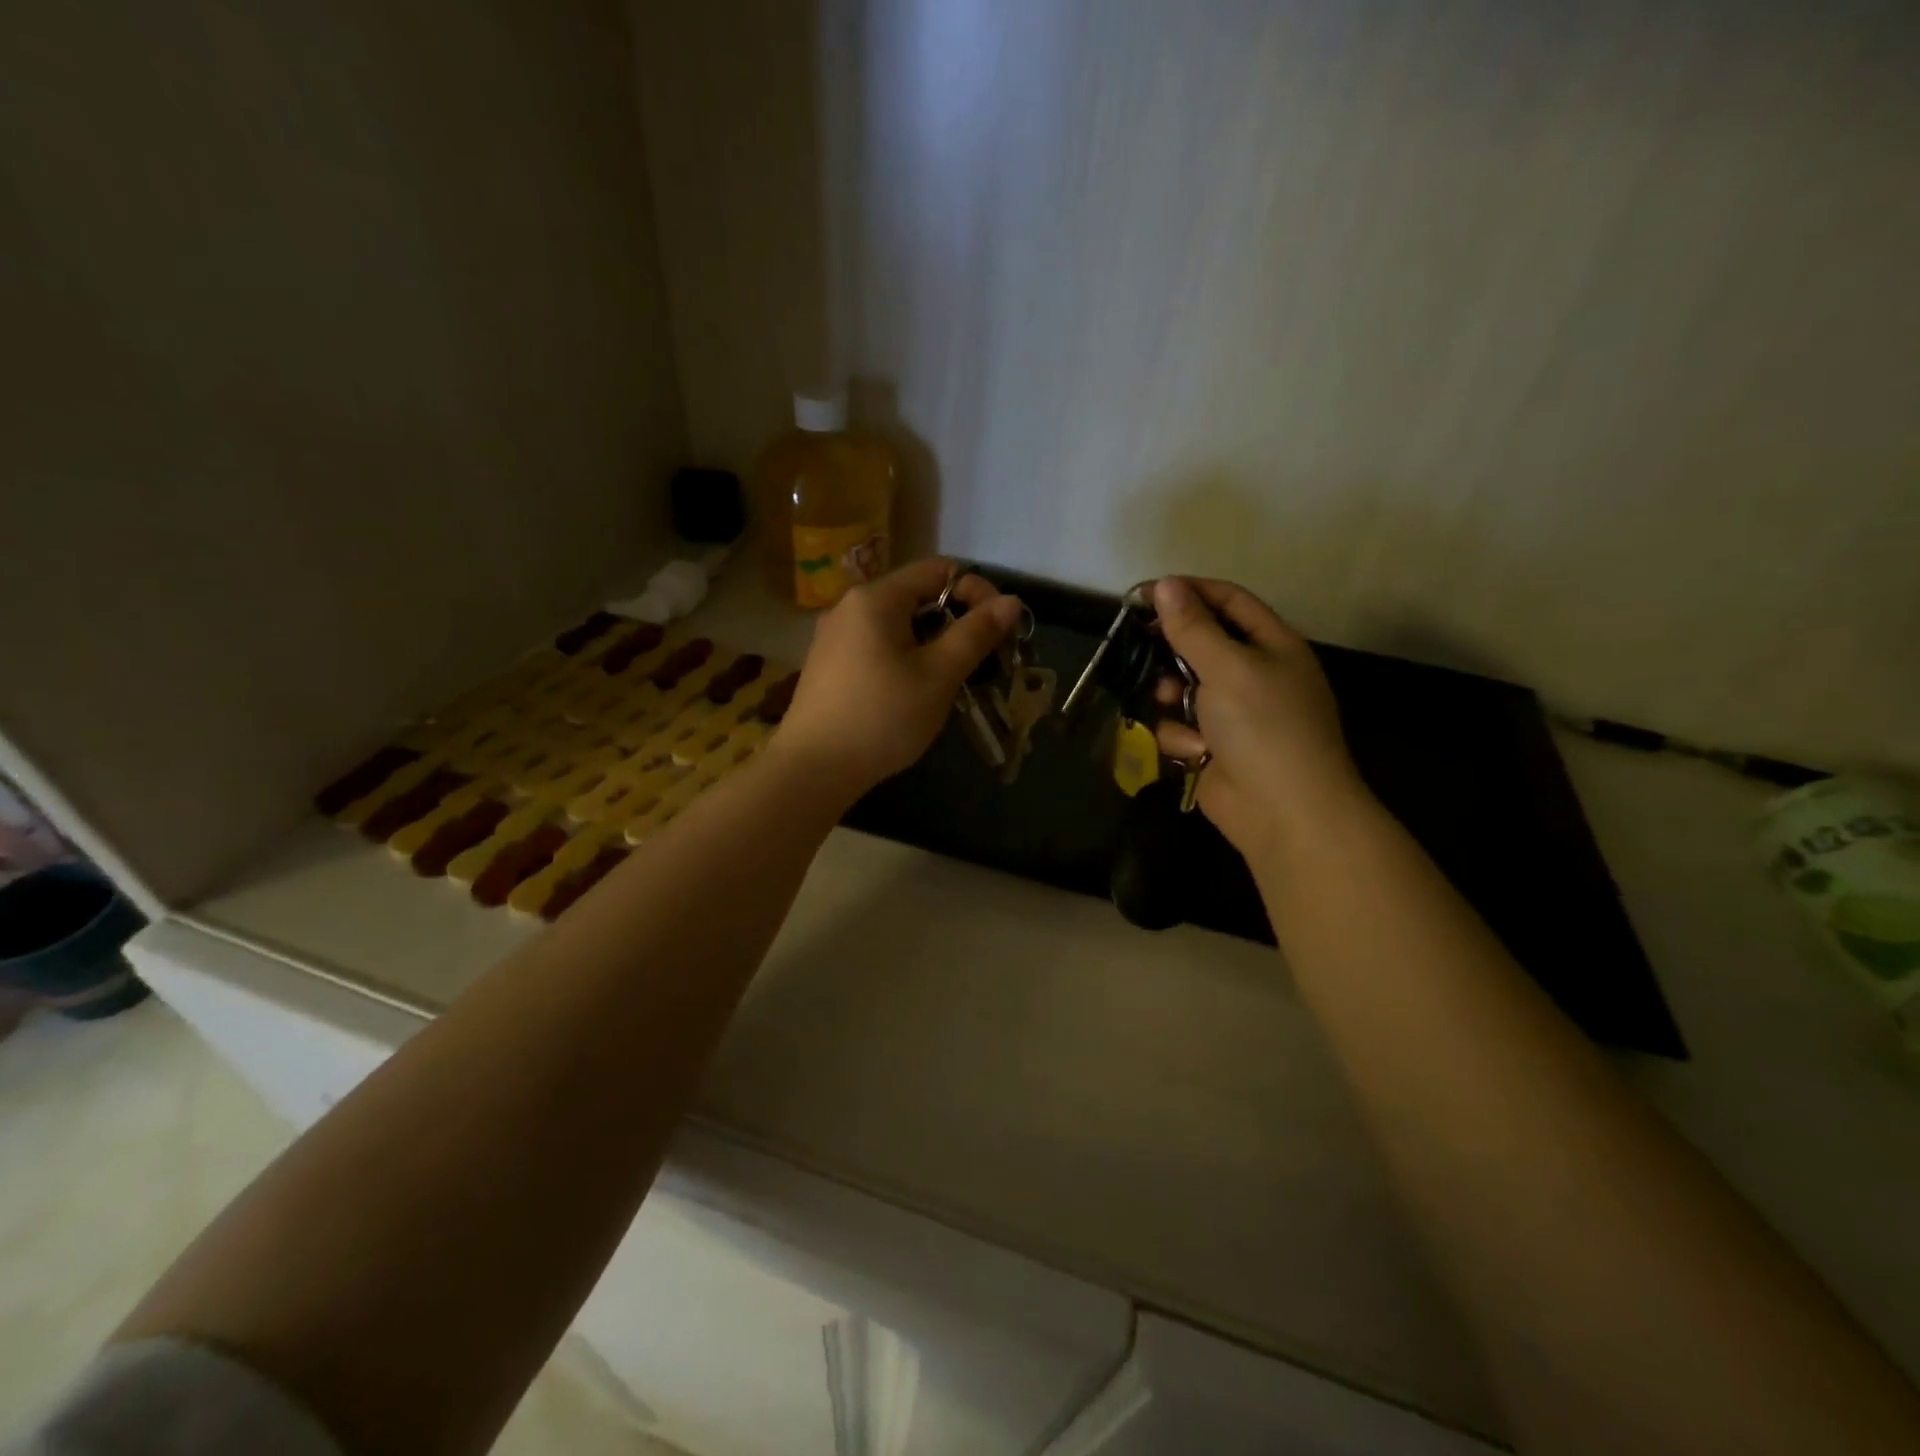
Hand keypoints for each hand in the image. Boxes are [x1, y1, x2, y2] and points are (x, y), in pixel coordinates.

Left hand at [773, 558, 1023, 803]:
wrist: (812, 770)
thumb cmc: (882, 717)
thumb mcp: (938, 675)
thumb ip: (975, 634)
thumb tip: (1010, 601)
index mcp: (876, 598)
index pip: (939, 571)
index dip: (978, 591)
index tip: (1000, 630)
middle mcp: (850, 607)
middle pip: (917, 597)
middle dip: (956, 623)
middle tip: (981, 662)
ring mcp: (834, 637)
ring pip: (898, 626)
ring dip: (933, 645)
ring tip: (951, 682)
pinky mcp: (829, 666)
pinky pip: (877, 647)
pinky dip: (905, 659)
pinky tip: (913, 695)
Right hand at [1151, 577, 1372, 860]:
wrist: (1284, 811)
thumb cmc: (1264, 726)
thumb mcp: (1228, 667)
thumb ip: (1193, 627)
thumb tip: (1166, 585)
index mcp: (1272, 644)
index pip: (1228, 601)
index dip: (1189, 592)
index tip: (1144, 595)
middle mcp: (1253, 674)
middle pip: (1200, 644)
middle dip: (1171, 651)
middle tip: (1140, 648)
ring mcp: (1232, 714)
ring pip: (1181, 687)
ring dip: (1171, 696)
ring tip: (1170, 703)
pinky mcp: (1212, 747)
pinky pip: (1180, 726)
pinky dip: (1181, 736)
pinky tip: (1193, 751)